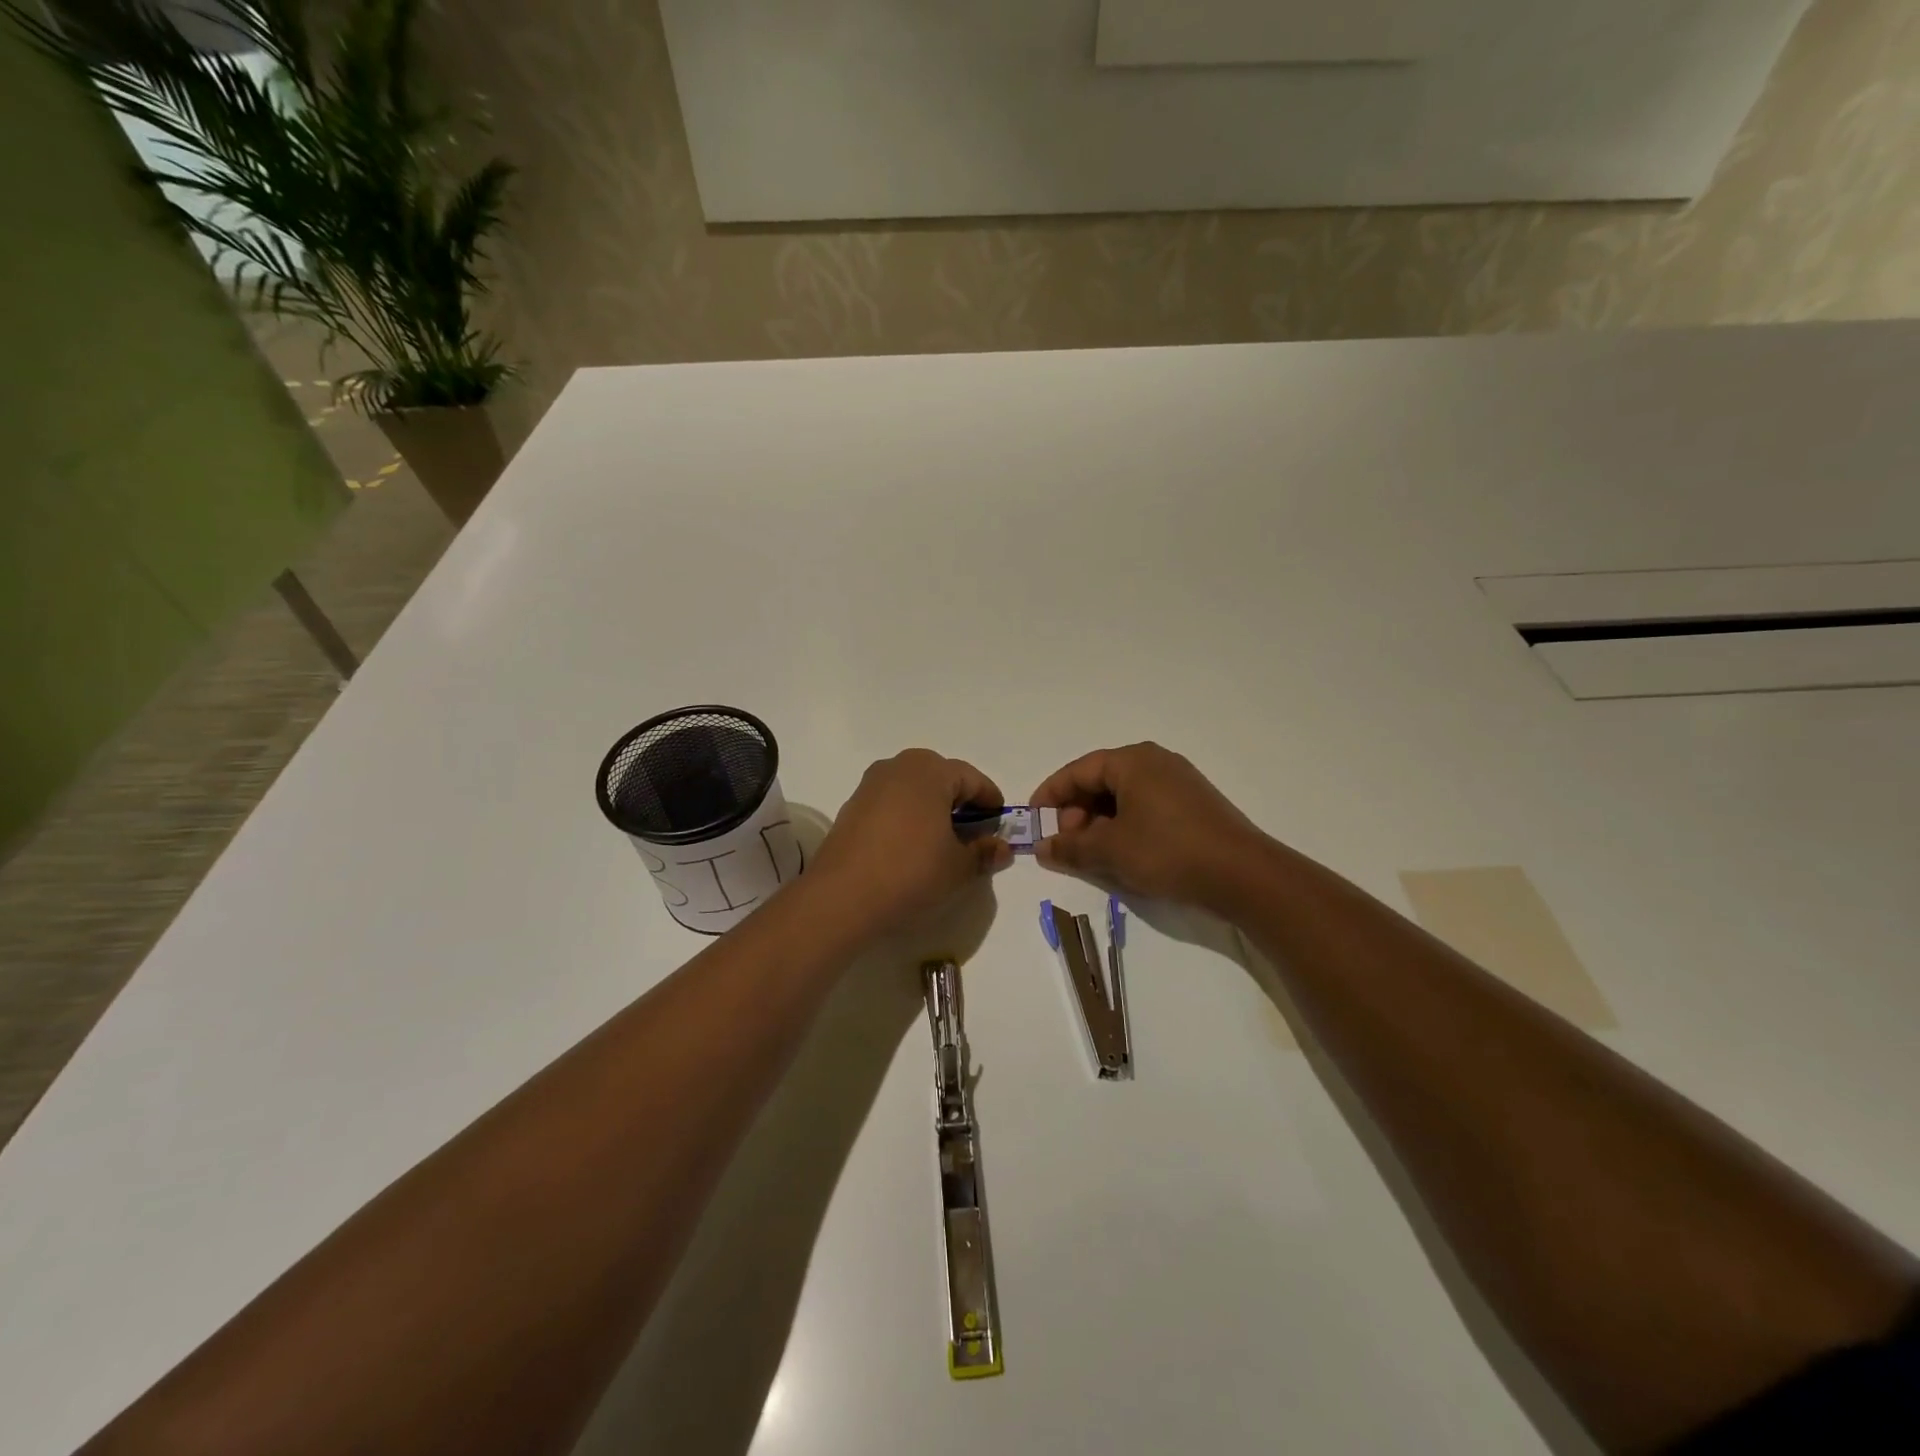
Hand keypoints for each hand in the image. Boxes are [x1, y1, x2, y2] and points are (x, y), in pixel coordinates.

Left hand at [810, 749, 1012, 933]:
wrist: (841, 898)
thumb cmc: (910, 873)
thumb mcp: (959, 867)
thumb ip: (985, 853)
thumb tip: (1002, 848)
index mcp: (930, 770)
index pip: (972, 779)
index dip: (990, 803)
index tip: (999, 827)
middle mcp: (898, 766)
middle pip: (941, 778)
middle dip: (961, 803)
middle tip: (973, 835)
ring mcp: (871, 785)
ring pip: (914, 790)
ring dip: (933, 809)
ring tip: (943, 844)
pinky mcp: (852, 807)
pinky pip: (892, 803)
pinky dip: (908, 818)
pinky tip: (911, 848)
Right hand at [1032, 743, 1264, 909]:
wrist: (1243, 874)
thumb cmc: (1167, 851)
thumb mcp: (1110, 850)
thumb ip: (1070, 846)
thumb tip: (1041, 847)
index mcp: (1132, 761)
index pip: (1078, 771)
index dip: (1051, 795)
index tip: (1033, 821)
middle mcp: (1155, 762)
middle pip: (1101, 781)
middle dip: (1076, 812)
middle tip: (1067, 843)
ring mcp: (1179, 781)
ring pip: (1124, 796)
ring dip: (1100, 822)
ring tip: (1092, 853)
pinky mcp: (1194, 804)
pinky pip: (1146, 806)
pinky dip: (1126, 825)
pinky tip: (1124, 853)